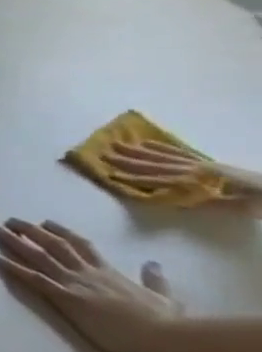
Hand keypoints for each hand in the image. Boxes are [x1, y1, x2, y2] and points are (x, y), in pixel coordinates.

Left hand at [0, 219, 182, 351]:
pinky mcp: (67, 297)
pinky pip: (35, 279)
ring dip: (16, 243)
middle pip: (55, 245)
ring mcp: (76, 284)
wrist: (166, 337)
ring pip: (40, 257)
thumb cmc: (166, 322)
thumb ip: (154, 279)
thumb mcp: (164, 296)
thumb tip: (152, 263)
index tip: (45, 222)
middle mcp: (88, 273)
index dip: (61, 232)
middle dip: (31, 231)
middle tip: (10, 221)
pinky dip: (15, 269)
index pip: (82, 246)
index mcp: (109, 272)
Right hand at [105, 139, 261, 200]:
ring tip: (119, 145)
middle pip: (156, 164)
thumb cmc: (258, 202)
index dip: (135, 177)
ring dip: (139, 151)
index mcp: (200, 180)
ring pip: (164, 156)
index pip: (159, 179)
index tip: (110, 174)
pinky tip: (148, 144)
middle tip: (104, 153)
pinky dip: (163, 148)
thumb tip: (170, 197)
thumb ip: (202, 201)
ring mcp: (202, 164)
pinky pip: (181, 153)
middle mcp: (196, 169)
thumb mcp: (233, 207)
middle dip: (129, 159)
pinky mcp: (208, 163)